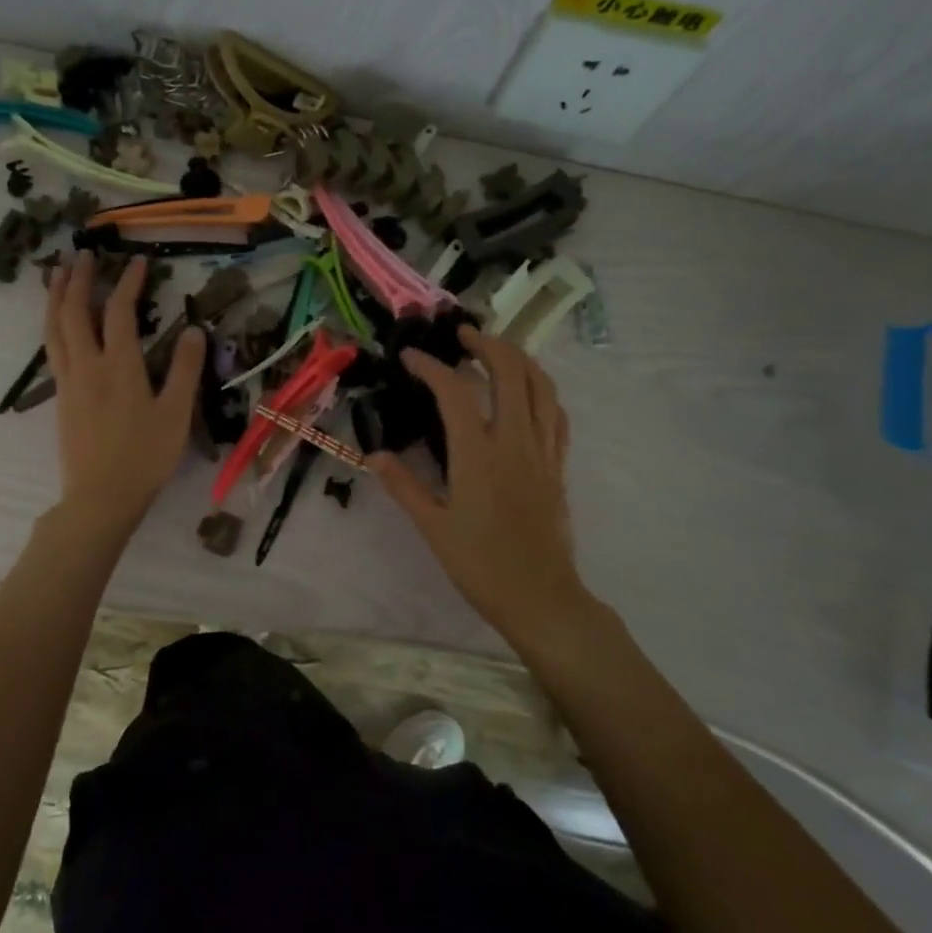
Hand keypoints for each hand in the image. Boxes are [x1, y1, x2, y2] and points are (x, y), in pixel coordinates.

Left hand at [44, 251, 205, 532]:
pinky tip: (59, 325)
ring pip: (54, 329)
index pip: (119, 312)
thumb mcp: (176, 414)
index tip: (138, 262)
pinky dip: (53, 325)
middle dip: (79, 279)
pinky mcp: (61, 399)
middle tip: (84, 254)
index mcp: (119, 366)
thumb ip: (184, 370)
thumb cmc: (145, 457)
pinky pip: (52, 350)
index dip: (128, 283)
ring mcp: (69, 382)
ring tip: (58, 274)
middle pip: (74, 312)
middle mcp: (87, 366)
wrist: (101, 498)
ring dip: (56, 297)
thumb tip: (194, 330)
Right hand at [368, 326, 592, 646]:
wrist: (541, 597)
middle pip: (510, 372)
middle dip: (486, 344)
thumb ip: (403, 485)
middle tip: (462, 336)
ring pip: (541, 386)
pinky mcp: (558, 466)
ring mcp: (542, 451)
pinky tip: (529, 391)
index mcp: (478, 454)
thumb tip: (373, 455)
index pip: (454, 392)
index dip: (430, 367)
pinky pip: (556, 415)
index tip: (410, 357)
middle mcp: (514, 442)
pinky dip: (542, 391)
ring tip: (497, 351)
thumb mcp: (433, 527)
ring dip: (519, 359)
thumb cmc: (481, 565)